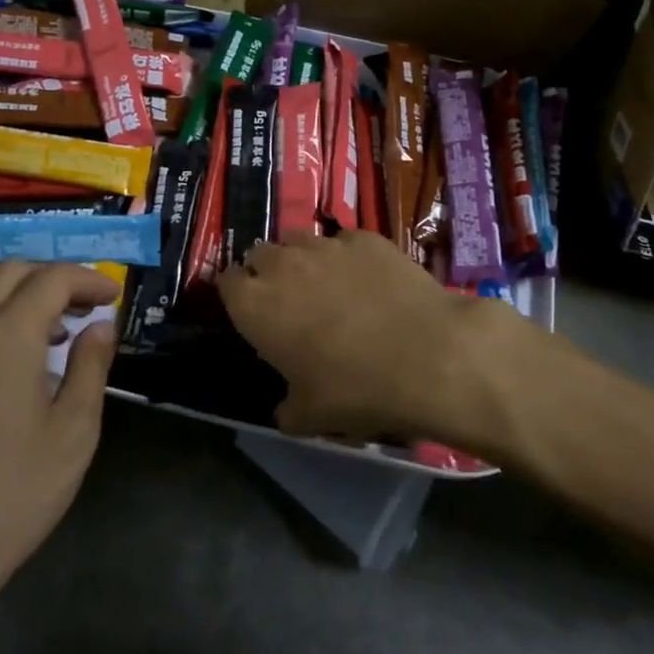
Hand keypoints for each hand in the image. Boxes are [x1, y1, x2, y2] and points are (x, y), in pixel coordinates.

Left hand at [0, 261, 122, 621]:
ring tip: (63, 330)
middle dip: (56, 278)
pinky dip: (2, 316)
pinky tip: (24, 358)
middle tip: (90, 305)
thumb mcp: (73, 430)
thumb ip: (91, 366)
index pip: (51, 279)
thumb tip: (101, 325)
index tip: (115, 296)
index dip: (88, 278)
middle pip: (13, 272)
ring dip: (27, 295)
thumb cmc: (15, 492)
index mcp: (6, 337)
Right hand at [217, 231, 525, 449]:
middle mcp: (282, 265)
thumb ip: (287, 408)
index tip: (251, 311)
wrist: (429, 356)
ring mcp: (325, 246)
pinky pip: (344, 241)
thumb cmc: (356, 390)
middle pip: (260, 254)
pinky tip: (369, 280)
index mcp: (255, 305)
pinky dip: (347, 257)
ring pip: (299, 240)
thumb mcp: (311, 416)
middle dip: (267, 271)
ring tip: (327, 284)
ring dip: (303, 259)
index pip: (225, 282)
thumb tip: (286, 410)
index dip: (237, 294)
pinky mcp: (364, 237)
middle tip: (289, 299)